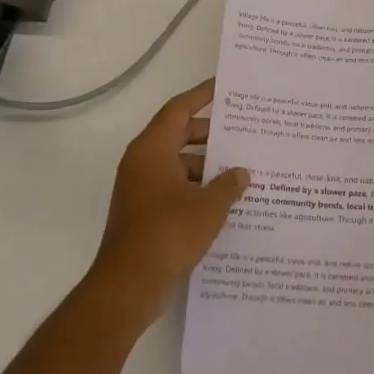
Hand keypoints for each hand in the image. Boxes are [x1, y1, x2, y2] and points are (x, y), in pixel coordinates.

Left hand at [89, 79, 248, 331]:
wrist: (128, 287)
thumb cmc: (168, 234)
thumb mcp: (209, 206)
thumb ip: (229, 184)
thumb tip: (241, 173)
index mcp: (152, 150)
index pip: (179, 109)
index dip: (202, 95)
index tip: (224, 86)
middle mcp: (143, 163)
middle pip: (179, 135)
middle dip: (212, 134)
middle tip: (244, 131)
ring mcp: (141, 189)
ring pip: (179, 164)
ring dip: (207, 165)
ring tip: (243, 168)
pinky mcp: (145, 213)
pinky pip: (175, 188)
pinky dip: (198, 188)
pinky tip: (225, 200)